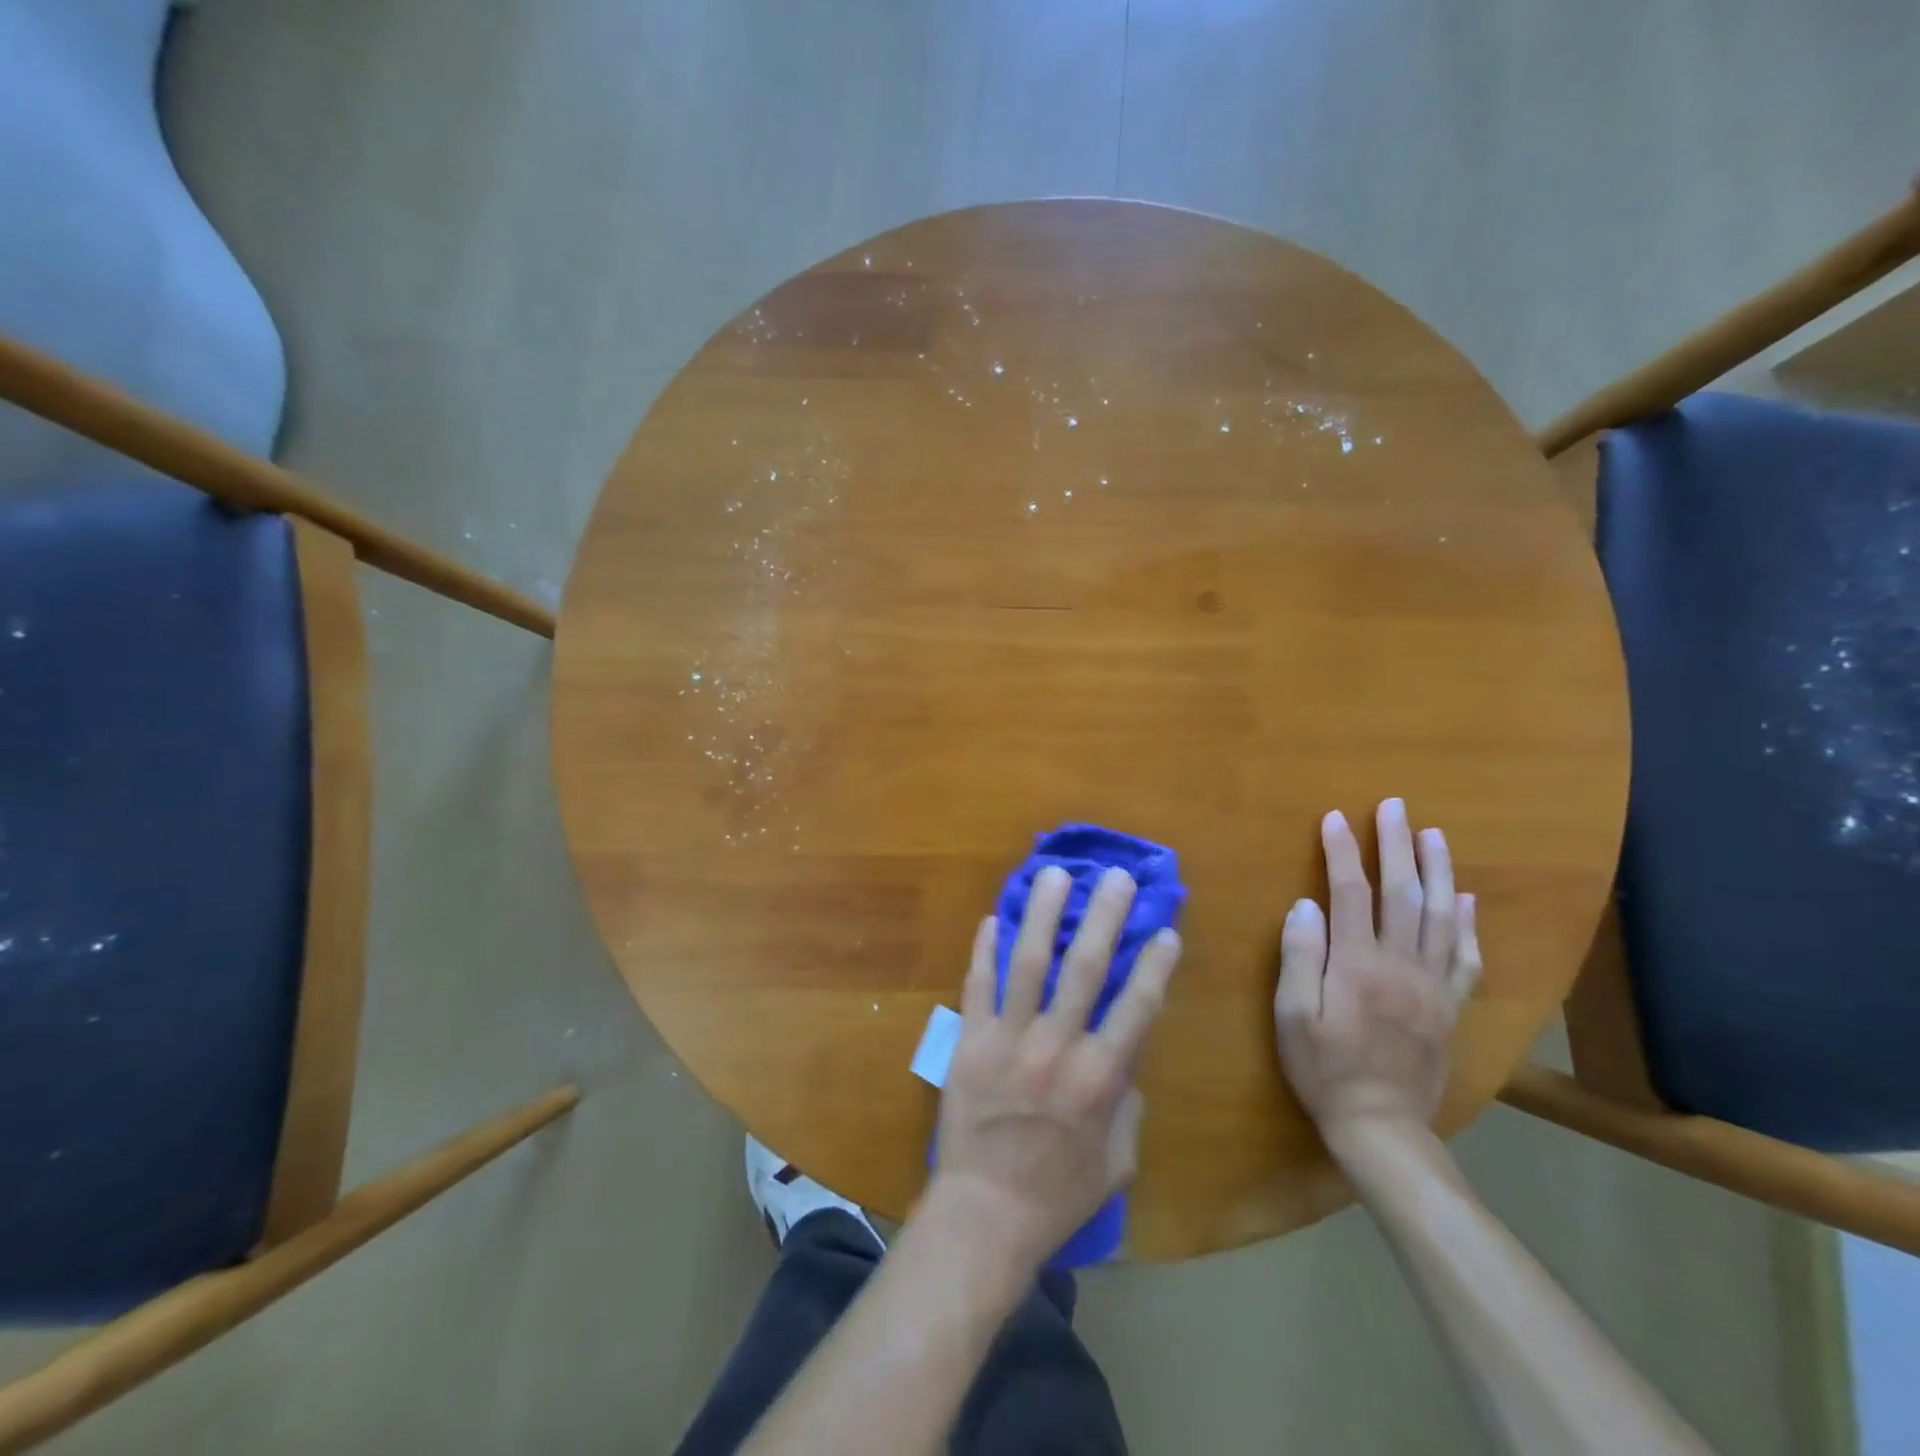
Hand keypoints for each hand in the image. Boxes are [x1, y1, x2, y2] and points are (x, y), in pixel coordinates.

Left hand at [928, 866, 1181, 1269]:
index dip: (1154, 964)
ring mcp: (1007, 1039)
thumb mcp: (1117, 1163)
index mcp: (1100, 1078)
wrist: (984, 1214)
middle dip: (1103, 917)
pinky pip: (976, 985)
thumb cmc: (1058, 1194)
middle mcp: (1056, 1046)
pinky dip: (983, 950)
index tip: (1165, 929)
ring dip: (1041, 914)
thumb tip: (1126, 1059)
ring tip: (1052, 874)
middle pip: (1084, 968)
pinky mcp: (968, 1041)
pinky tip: (991, 917)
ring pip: (1027, 963)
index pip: (1136, 1006)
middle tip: (1115, 876)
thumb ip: (1126, 1105)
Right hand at [1275, 799, 1480, 1139]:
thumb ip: (1300, 957)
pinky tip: (1465, 899)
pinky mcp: (1449, 1006)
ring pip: (1441, 917)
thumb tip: (1305, 905)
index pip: (1350, 894)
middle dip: (1396, 846)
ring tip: (1434, 835)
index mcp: (1358, 965)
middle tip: (1395, 807)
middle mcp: (1402, 966)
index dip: (1341, 852)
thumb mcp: (1293, 1015)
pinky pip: (1465, 957)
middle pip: (1403, 894)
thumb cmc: (1323, 1068)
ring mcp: (1432, 986)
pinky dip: (1467, 923)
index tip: (1335, 817)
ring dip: (1438, 871)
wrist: (1380, 1126)